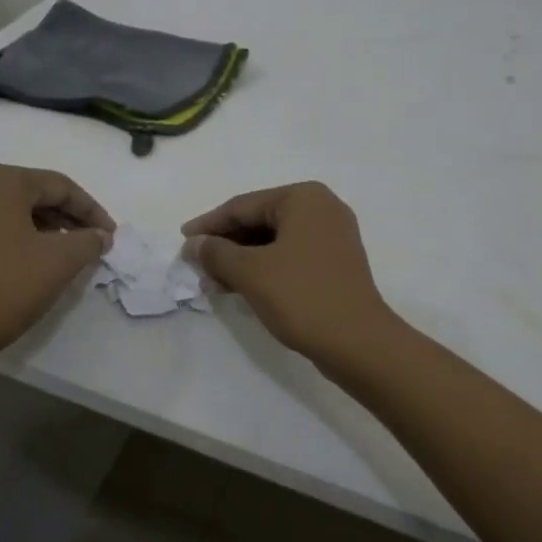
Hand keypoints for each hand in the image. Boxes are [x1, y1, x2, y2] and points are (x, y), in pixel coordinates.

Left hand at [0, 165, 114, 359]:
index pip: (59, 186)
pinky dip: (23, 234)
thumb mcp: (61, 260)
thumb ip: (88, 241)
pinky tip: (40, 256)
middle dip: (69, 215)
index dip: (90, 210)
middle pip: (35, 192)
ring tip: (72, 249)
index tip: (111, 234)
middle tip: (94, 239)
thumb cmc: (9, 285)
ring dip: (48, 225)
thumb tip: (100, 236)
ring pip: (15, 208)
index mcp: (2, 182)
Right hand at [182, 181, 396, 366]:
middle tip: (196, 266)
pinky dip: (264, 268)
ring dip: (241, 260)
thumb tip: (194, 244)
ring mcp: (332, 236)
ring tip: (213, 283)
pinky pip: (290, 255)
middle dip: (226, 245)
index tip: (182, 242)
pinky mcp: (335, 262)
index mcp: (303, 198)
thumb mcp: (251, 273)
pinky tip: (240, 287)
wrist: (359, 343)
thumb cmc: (302, 297)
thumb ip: (216, 253)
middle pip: (259, 221)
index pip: (243, 206)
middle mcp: (321, 208)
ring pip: (273, 241)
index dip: (209, 225)